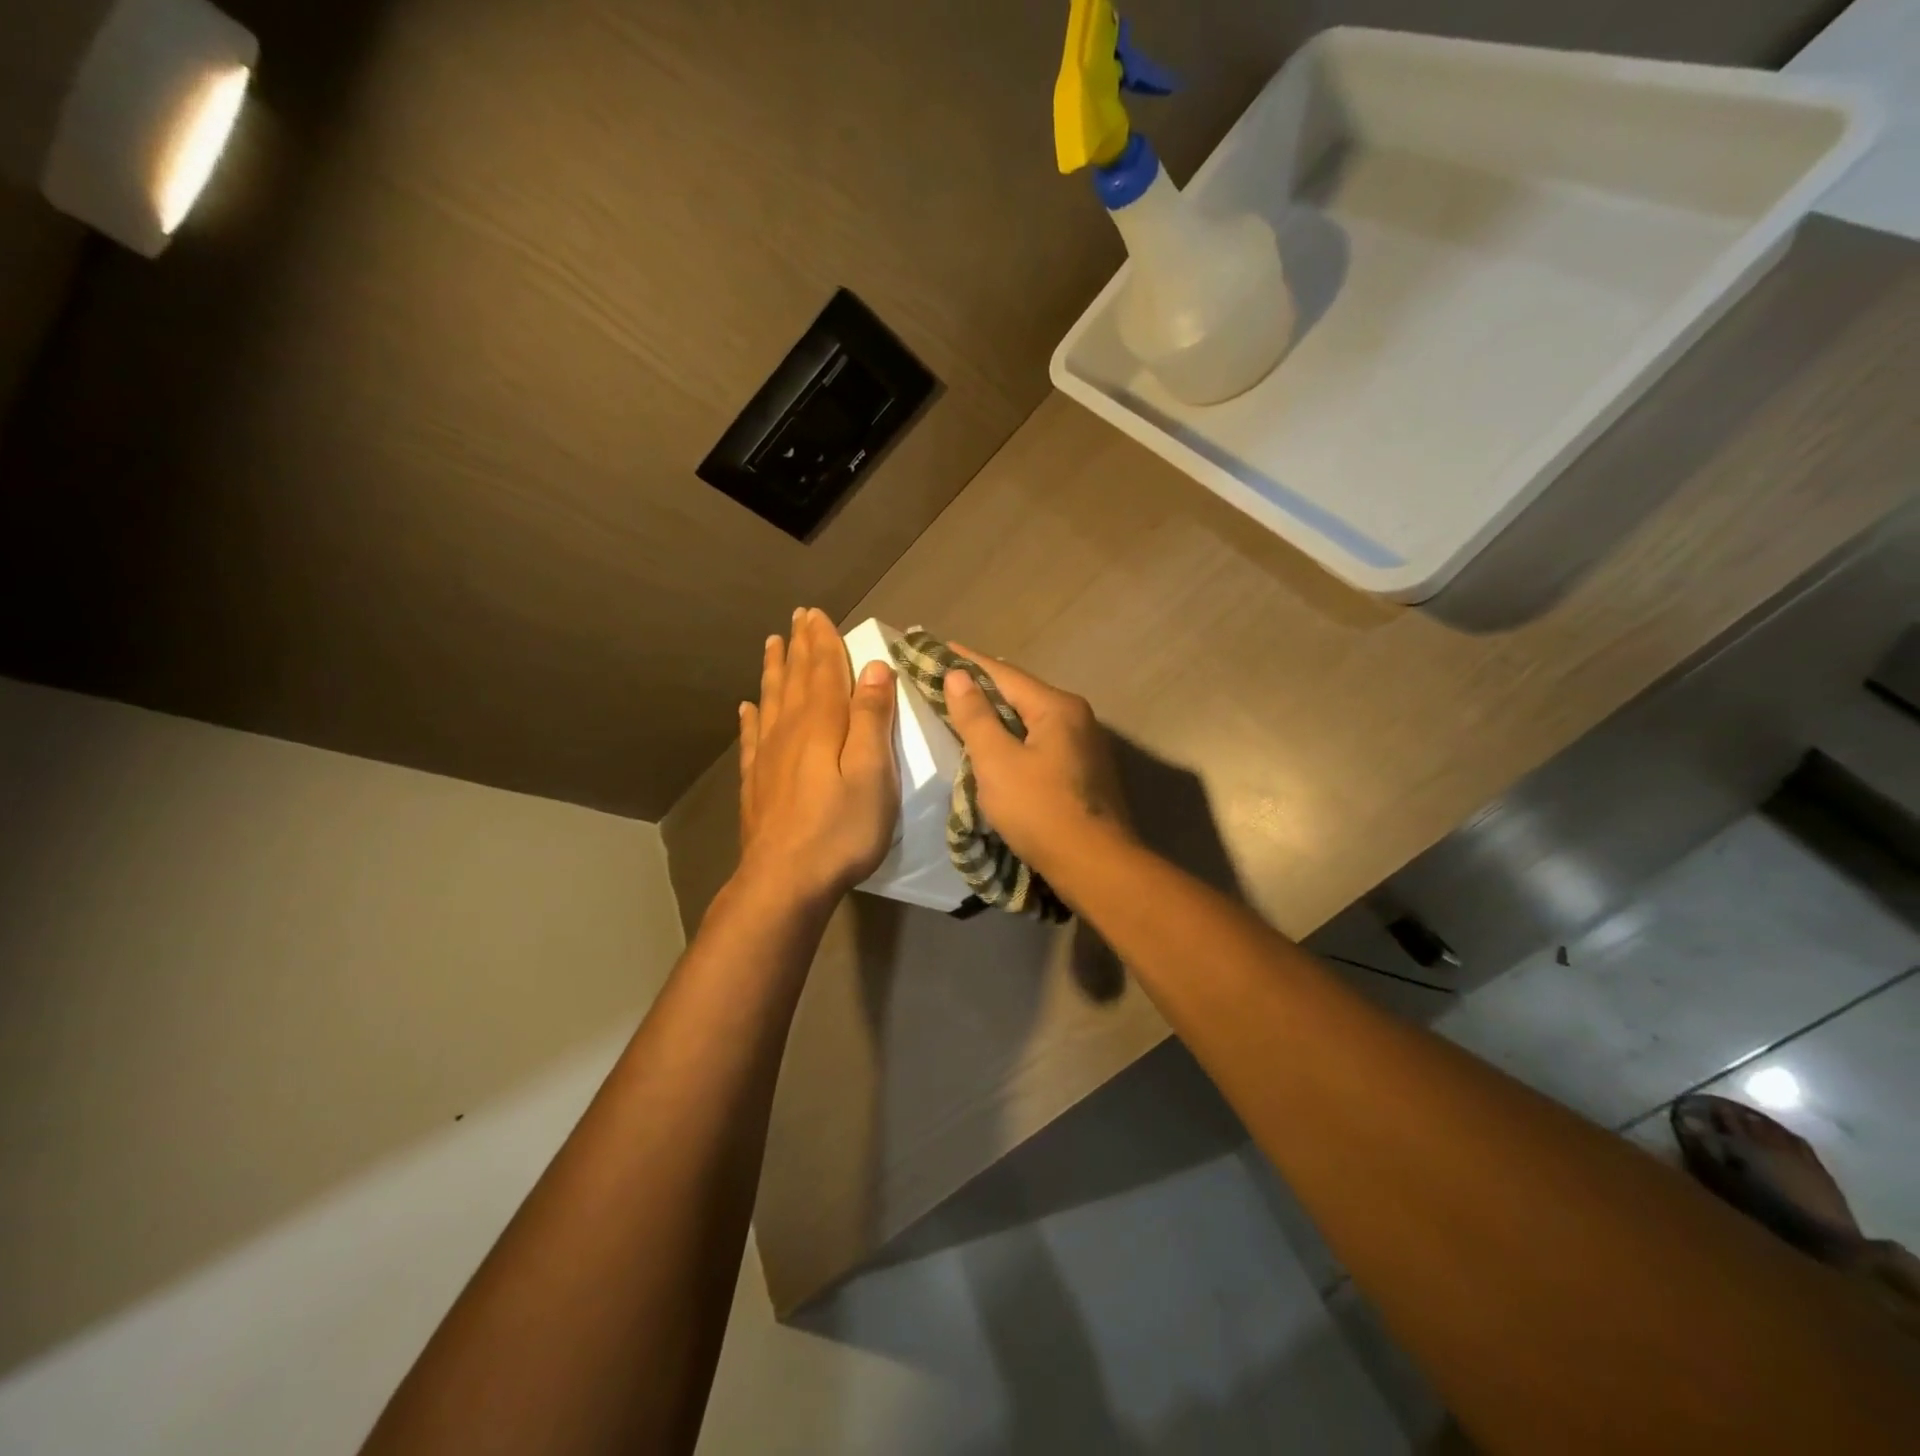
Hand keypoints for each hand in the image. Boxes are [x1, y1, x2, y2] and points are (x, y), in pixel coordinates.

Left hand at [736, 608, 898, 908]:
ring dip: (774, 671)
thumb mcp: (873, 772)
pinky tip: (746, 707)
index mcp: (822, 724)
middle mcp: (790, 731)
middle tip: (796, 618)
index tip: (817, 613)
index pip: (824, 671)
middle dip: (799, 647)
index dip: (823, 641)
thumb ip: (872, 719)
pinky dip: (751, 717)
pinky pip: (752, 738)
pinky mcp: (756, 783)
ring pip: (771, 701)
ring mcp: (768, 757)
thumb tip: (873, 668)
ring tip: (772, 645)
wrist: (785, 880)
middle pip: (796, 679)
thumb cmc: (840, 829)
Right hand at [941, 645, 1128, 878]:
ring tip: (966, 708)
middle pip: (1021, 693)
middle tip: (947, 678)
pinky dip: (1015, 737)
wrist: (1095, 865)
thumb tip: (958, 675)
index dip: (968, 661)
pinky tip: (998, 745)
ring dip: (999, 713)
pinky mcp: (1083, 770)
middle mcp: (1077, 717)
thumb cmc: (1040, 810)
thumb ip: (975, 716)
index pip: (1004, 673)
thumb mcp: (997, 762)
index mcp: (1057, 707)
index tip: (940, 647)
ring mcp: (1085, 744)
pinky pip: (1041, 741)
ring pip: (1032, 719)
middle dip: (984, 686)